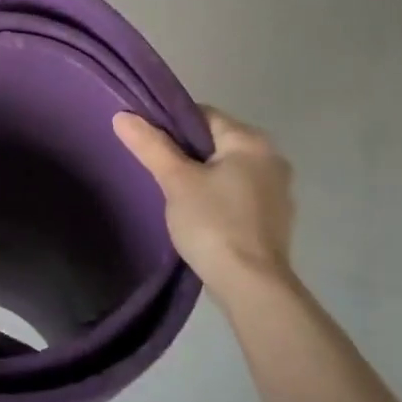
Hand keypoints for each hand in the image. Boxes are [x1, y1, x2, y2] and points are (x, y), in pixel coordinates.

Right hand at [113, 107, 296, 300]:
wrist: (251, 286)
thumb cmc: (213, 224)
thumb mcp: (176, 182)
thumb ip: (151, 146)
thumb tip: (122, 116)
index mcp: (251, 141)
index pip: (204, 115)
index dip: (171, 124)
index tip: (147, 142)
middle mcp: (272, 158)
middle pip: (217, 142)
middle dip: (186, 153)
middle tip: (156, 170)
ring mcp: (278, 190)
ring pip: (228, 170)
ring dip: (204, 176)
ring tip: (173, 194)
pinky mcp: (275, 219)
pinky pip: (239, 194)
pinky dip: (219, 197)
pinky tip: (200, 215)